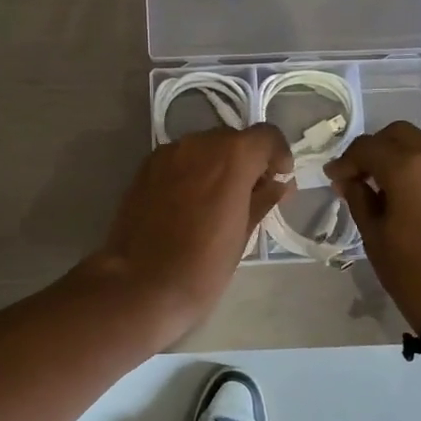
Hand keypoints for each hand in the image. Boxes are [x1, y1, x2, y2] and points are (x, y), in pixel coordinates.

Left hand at [86, 125, 292, 344]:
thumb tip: (278, 185)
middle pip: (233, 140)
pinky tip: (190, 204)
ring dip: (217, 166)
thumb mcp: (244, 234)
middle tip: (251, 194)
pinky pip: (179, 160)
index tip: (280, 179)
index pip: (266, 136)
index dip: (278, 155)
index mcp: (232, 155)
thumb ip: (263, 200)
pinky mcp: (144, 168)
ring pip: (203, 148)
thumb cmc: (204, 265)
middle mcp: (199, 143)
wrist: (141, 284)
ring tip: (218, 201)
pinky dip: (192, 173)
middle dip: (247, 161)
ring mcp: (167, 153)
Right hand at [328, 122, 420, 332]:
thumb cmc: (412, 272)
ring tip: (385, 185)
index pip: (367, 147)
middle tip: (358, 176)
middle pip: (398, 134)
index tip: (334, 179)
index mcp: (407, 167)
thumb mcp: (375, 236)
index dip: (345, 161)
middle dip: (374, 149)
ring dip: (400, 155)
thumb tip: (348, 180)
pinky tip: (412, 195)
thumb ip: (359, 198)